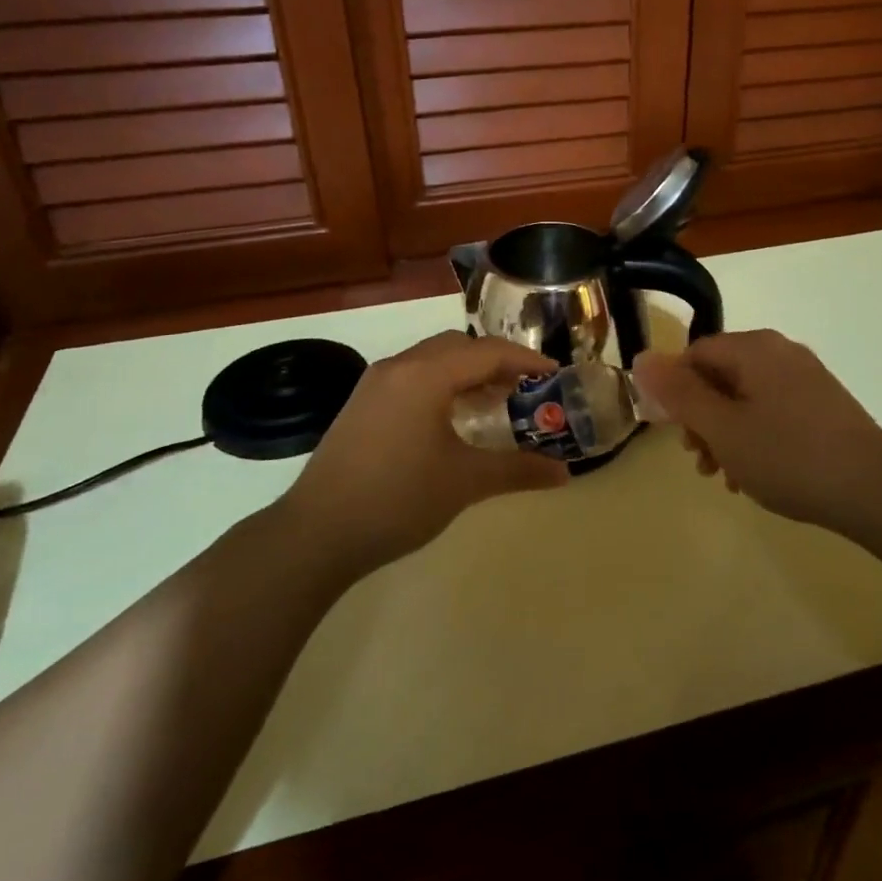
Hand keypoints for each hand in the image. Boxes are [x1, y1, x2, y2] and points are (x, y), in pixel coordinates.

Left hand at [284, 331, 569, 572]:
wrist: (317, 533)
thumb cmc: (398, 499)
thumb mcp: (465, 482)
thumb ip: (518, 470)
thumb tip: (564, 473)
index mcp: (425, 374)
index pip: (487, 352)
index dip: (525, 359)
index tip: (555, 373)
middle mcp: (399, 367)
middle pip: (458, 347)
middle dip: (495, 361)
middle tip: (525, 387)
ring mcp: (374, 384)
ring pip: (432, 360)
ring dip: (466, 373)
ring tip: (495, 402)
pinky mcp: (362, 405)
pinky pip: (412, 377)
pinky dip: (441, 385)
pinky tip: (452, 419)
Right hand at [633, 330, 881, 533]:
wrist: (876, 490)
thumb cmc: (789, 457)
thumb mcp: (723, 428)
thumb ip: (679, 393)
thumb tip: (642, 358)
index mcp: (754, 349)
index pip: (694, 354)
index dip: (675, 392)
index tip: (676, 434)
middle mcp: (781, 352)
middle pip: (720, 375)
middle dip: (701, 417)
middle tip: (700, 461)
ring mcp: (807, 377)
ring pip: (746, 397)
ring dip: (725, 432)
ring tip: (725, 475)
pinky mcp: (824, 404)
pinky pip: (773, 410)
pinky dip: (755, 436)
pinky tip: (756, 474)